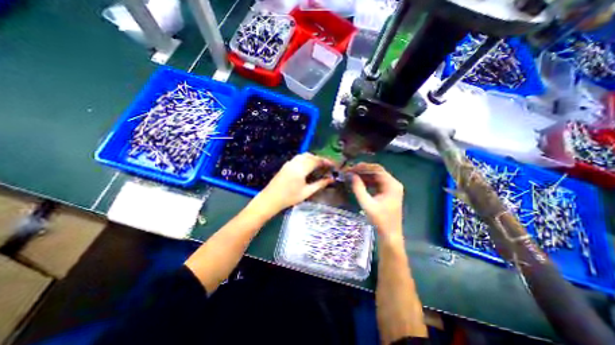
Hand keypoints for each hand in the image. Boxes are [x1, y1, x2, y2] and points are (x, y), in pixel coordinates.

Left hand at [253, 154, 334, 215]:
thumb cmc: (289, 198)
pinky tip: (308, 167)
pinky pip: (298, 158)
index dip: (326, 162)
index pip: (316, 161)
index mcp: (301, 169)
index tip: (333, 165)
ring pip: (304, 156)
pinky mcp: (286, 165)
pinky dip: (305, 159)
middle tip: (326, 166)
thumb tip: (331, 179)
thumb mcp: (306, 192)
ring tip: (318, 166)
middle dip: (320, 159)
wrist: (270, 199)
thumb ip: (319, 184)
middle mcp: (295, 163)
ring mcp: (289, 163)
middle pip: (310, 156)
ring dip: (312, 158)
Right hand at [348, 165, 406, 239]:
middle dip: (363, 171)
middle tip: (350, 171)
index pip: (377, 169)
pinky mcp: (387, 193)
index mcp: (392, 185)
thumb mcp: (367, 204)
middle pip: (377, 171)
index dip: (363, 167)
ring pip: (376, 177)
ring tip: (352, 176)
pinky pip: (376, 183)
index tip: (351, 168)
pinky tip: (358, 182)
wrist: (390, 235)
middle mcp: (393, 184)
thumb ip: (358, 189)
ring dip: (364, 176)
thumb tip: (351, 175)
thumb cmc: (380, 220)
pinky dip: (367, 182)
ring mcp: (391, 188)